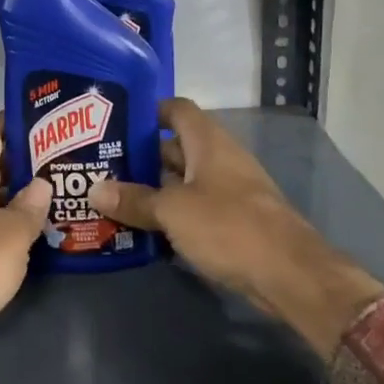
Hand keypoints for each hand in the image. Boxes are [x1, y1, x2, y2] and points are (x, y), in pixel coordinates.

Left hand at [0, 115, 52, 383]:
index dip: (12, 120)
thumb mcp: (8, 237)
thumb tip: (42, 181)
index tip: (42, 112)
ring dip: (18, 195)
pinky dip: (7, 226)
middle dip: (24, 159)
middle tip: (63, 156)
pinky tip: (31, 234)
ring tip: (56, 191)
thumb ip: (29, 208)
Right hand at [88, 98, 383, 358]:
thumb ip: (135, 199)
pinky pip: (194, 210)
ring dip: (153, 190)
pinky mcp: (233, 223)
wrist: (288, 273)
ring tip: (113, 199)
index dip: (148, 112)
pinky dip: (171, 216)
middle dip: (141, 157)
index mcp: (208, 142)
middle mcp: (219, 159)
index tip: (115, 124)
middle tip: (102, 167)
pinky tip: (143, 230)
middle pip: (175, 148)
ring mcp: (229, 192)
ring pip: (183, 182)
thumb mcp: (173, 211)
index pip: (176, 110)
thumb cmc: (228, 226)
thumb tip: (95, 189)